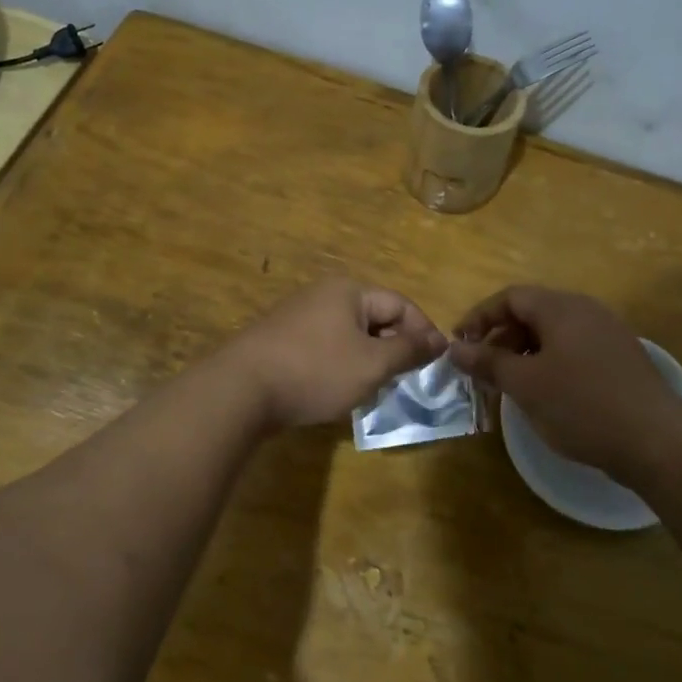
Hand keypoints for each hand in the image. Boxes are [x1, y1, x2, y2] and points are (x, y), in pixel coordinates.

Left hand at [226, 278, 446, 428]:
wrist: (241, 389)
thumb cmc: (316, 371)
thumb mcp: (372, 364)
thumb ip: (408, 350)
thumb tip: (440, 340)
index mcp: (348, 291)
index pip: (400, 305)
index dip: (423, 332)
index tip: (434, 364)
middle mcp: (323, 295)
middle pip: (374, 317)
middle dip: (393, 348)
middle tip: (402, 380)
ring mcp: (298, 316)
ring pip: (349, 335)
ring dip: (367, 360)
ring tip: (372, 389)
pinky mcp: (281, 340)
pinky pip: (324, 347)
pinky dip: (340, 365)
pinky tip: (336, 390)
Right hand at [449, 286, 681, 478]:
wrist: (657, 441)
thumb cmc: (582, 405)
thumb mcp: (525, 385)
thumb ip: (488, 362)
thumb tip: (454, 348)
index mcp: (562, 308)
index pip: (510, 297)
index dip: (479, 317)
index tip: (459, 344)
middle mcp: (586, 311)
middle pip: (532, 312)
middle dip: (501, 338)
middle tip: (482, 369)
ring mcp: (607, 334)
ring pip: (553, 334)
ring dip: (523, 353)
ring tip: (508, 384)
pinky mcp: (620, 360)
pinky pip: (573, 350)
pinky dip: (549, 364)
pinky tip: (544, 394)